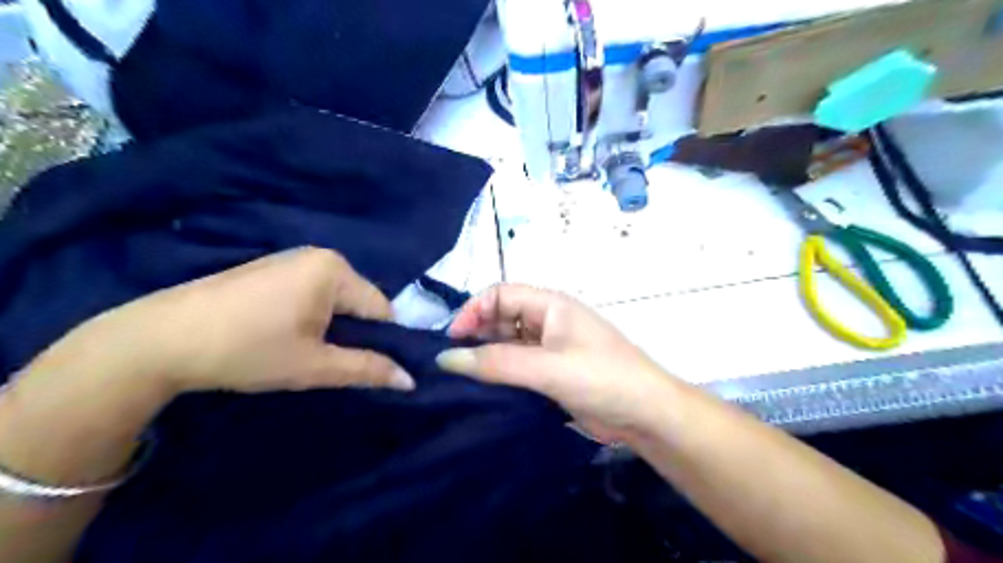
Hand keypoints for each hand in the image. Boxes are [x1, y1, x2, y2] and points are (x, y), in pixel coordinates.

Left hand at [24, 249, 414, 397]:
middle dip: (353, 334)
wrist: (157, 340)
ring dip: (331, 327)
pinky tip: (283, 336)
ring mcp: (292, 259)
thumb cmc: (247, 350)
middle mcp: (320, 256)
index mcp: (336, 271)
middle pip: (359, 302)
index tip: (365, 367)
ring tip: (303, 351)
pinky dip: (311, 316)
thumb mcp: (314, 366)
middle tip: (329, 362)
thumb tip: (410, 380)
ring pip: (336, 299)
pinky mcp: (271, 269)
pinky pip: (312, 293)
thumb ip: (367, 369)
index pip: (382, 309)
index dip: (381, 342)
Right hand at [435, 286, 677, 439]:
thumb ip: (497, 363)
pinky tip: (483, 389)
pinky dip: (500, 373)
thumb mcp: (548, 367)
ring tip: (461, 377)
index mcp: (551, 305)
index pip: (500, 294)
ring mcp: (551, 348)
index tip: (452, 340)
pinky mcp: (553, 372)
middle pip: (502, 317)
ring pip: (508, 343)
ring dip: (486, 355)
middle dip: (476, 333)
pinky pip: (518, 366)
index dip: (474, 310)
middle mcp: (548, 321)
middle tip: (452, 362)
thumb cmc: (601, 378)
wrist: (646, 414)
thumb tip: (446, 358)